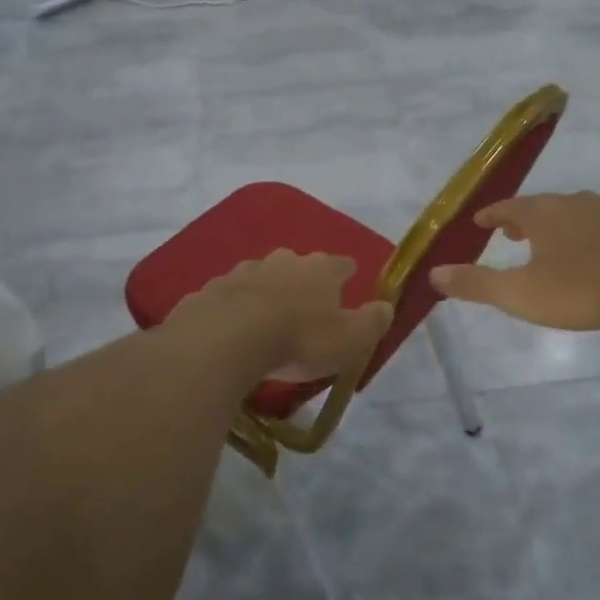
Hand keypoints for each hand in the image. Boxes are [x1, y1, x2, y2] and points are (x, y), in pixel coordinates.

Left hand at [172, 250, 392, 381]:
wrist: (228, 337)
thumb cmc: (300, 338)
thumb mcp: (350, 340)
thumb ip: (372, 322)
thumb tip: (386, 306)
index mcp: (321, 269)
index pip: (343, 264)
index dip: (347, 274)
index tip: (349, 283)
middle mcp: (284, 260)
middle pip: (300, 265)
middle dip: (304, 280)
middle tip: (306, 305)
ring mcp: (245, 270)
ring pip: (263, 276)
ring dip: (268, 291)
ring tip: (268, 316)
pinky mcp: (213, 288)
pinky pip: (231, 294)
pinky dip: (237, 305)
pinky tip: (234, 325)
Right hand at [430, 192, 599, 331]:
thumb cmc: (582, 287)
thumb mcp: (520, 293)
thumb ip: (476, 284)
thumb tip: (433, 272)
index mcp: (542, 213)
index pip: (507, 207)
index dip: (491, 215)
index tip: (480, 221)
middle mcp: (573, 203)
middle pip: (540, 206)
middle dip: (522, 219)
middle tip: (510, 234)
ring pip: (572, 214)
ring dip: (554, 226)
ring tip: (548, 244)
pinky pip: (599, 226)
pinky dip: (584, 236)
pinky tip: (591, 255)